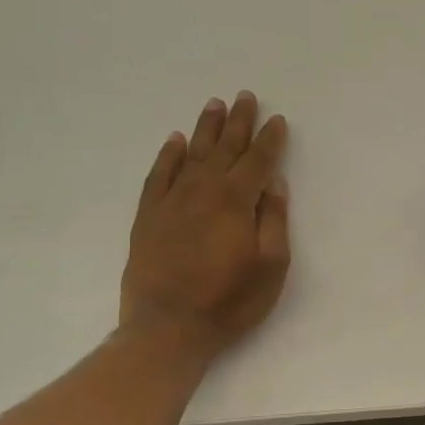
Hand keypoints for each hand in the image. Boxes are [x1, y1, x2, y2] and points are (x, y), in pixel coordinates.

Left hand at [119, 91, 290, 364]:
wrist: (167, 328)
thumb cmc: (230, 301)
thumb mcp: (271, 266)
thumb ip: (273, 219)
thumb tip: (273, 182)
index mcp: (235, 202)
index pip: (257, 161)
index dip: (269, 139)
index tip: (277, 120)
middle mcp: (202, 191)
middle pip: (225, 148)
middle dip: (238, 122)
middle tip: (245, 96)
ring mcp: (171, 201)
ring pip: (192, 154)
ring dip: (206, 128)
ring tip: (215, 104)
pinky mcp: (148, 216)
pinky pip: (159, 175)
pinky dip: (168, 155)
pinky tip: (176, 141)